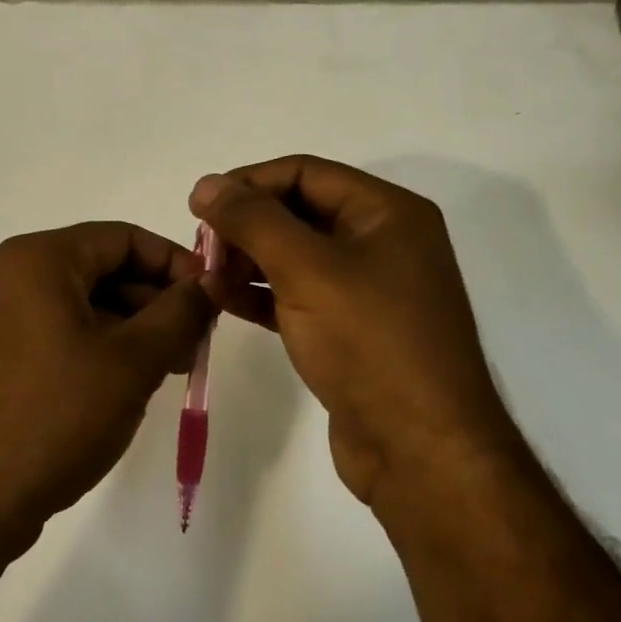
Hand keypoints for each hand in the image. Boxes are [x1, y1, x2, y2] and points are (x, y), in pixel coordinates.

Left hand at [0, 222, 214, 565]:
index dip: (175, 263)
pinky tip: (120, 386)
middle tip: (193, 345)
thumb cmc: (55, 417)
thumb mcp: (132, 362)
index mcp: (36, 259)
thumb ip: (179, 313)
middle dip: (153, 302)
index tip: (210, 299)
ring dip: (127, 329)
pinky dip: (92, 347)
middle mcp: (5, 275)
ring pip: (76, 305)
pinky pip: (50, 332)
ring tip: (165, 370)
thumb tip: (210, 281)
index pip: (122, 238)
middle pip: (98, 269)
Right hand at [189, 156, 513, 506]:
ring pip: (295, 256)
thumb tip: (206, 184)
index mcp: (387, 212)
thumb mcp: (306, 269)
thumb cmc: (369, 342)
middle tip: (201, 249)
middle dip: (246, 226)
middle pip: (299, 211)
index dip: (249, 183)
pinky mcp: (351, 329)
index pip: (305, 172)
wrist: (420, 449)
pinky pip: (298, 294)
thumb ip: (253, 221)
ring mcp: (368, 288)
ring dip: (247, 261)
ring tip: (205, 277)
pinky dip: (261, 294)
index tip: (200, 206)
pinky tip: (224, 301)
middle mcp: (382, 241)